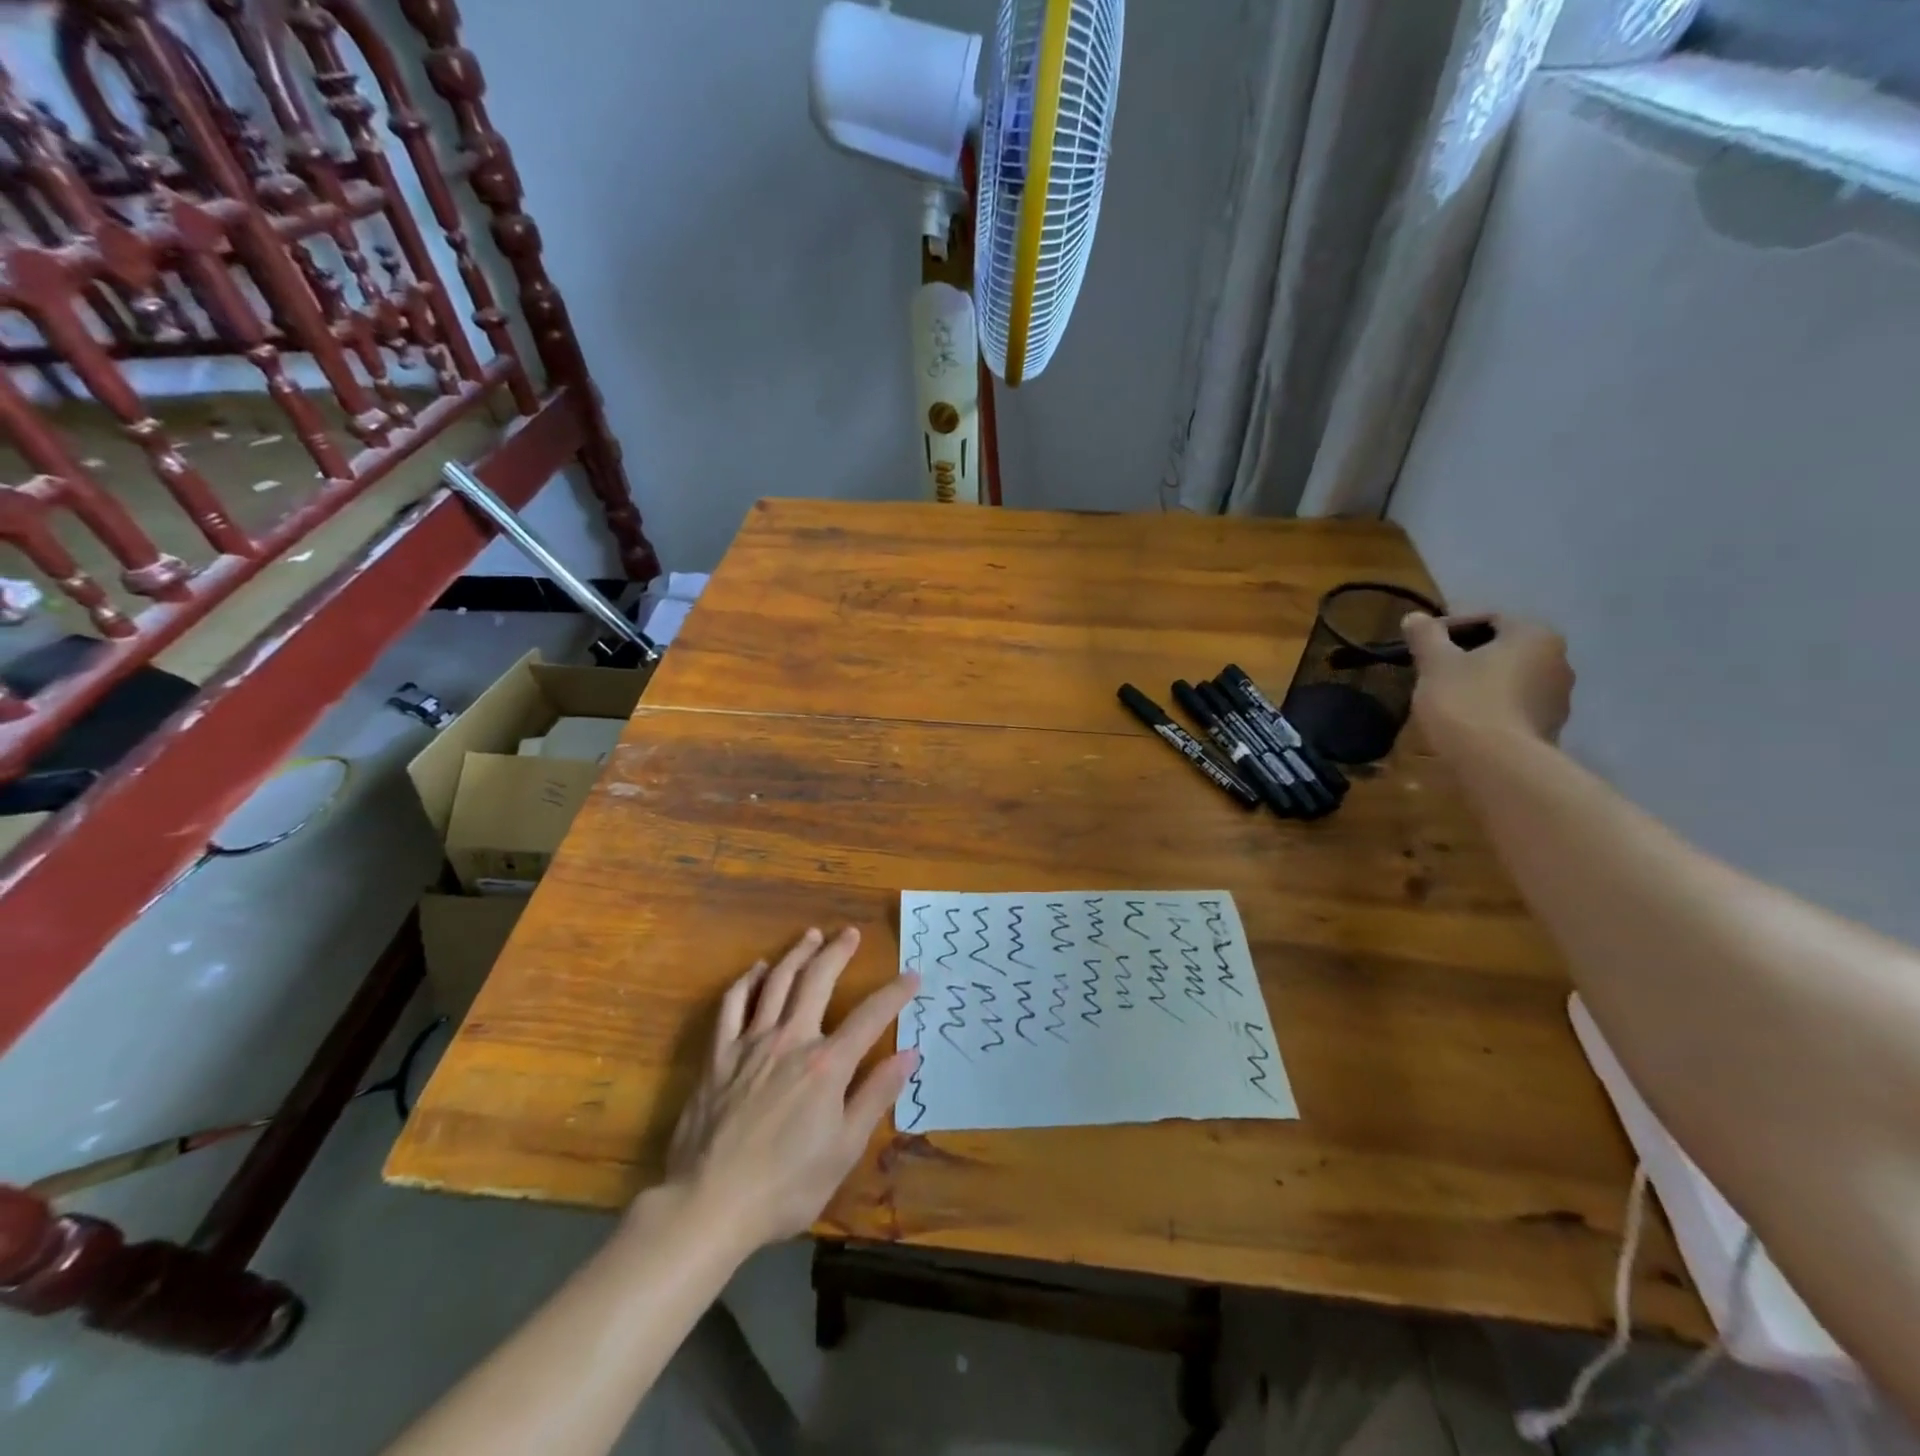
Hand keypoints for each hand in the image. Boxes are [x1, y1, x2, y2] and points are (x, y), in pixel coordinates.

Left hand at [663, 927, 919, 1251]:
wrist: (709, 1205)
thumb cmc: (786, 1187)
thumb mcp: (844, 1150)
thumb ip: (876, 1096)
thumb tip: (908, 1055)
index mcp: (826, 1065)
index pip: (870, 1017)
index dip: (895, 993)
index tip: (912, 976)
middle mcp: (790, 1040)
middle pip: (817, 981)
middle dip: (838, 952)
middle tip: (851, 933)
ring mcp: (750, 1043)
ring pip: (776, 982)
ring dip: (797, 954)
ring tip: (811, 936)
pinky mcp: (718, 1055)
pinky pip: (732, 1005)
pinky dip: (746, 981)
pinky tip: (756, 970)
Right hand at [1404, 612, 1574, 745]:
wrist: (1497, 762)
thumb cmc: (1465, 700)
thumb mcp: (1435, 663)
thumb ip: (1426, 636)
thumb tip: (1415, 617)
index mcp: (1534, 635)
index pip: (1490, 618)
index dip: (1451, 627)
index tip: (1422, 644)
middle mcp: (1558, 659)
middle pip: (1504, 648)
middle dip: (1468, 655)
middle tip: (1432, 669)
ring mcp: (1559, 697)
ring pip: (1511, 678)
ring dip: (1481, 681)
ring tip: (1446, 696)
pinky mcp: (1551, 728)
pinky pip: (1515, 706)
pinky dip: (1492, 706)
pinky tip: (1466, 719)